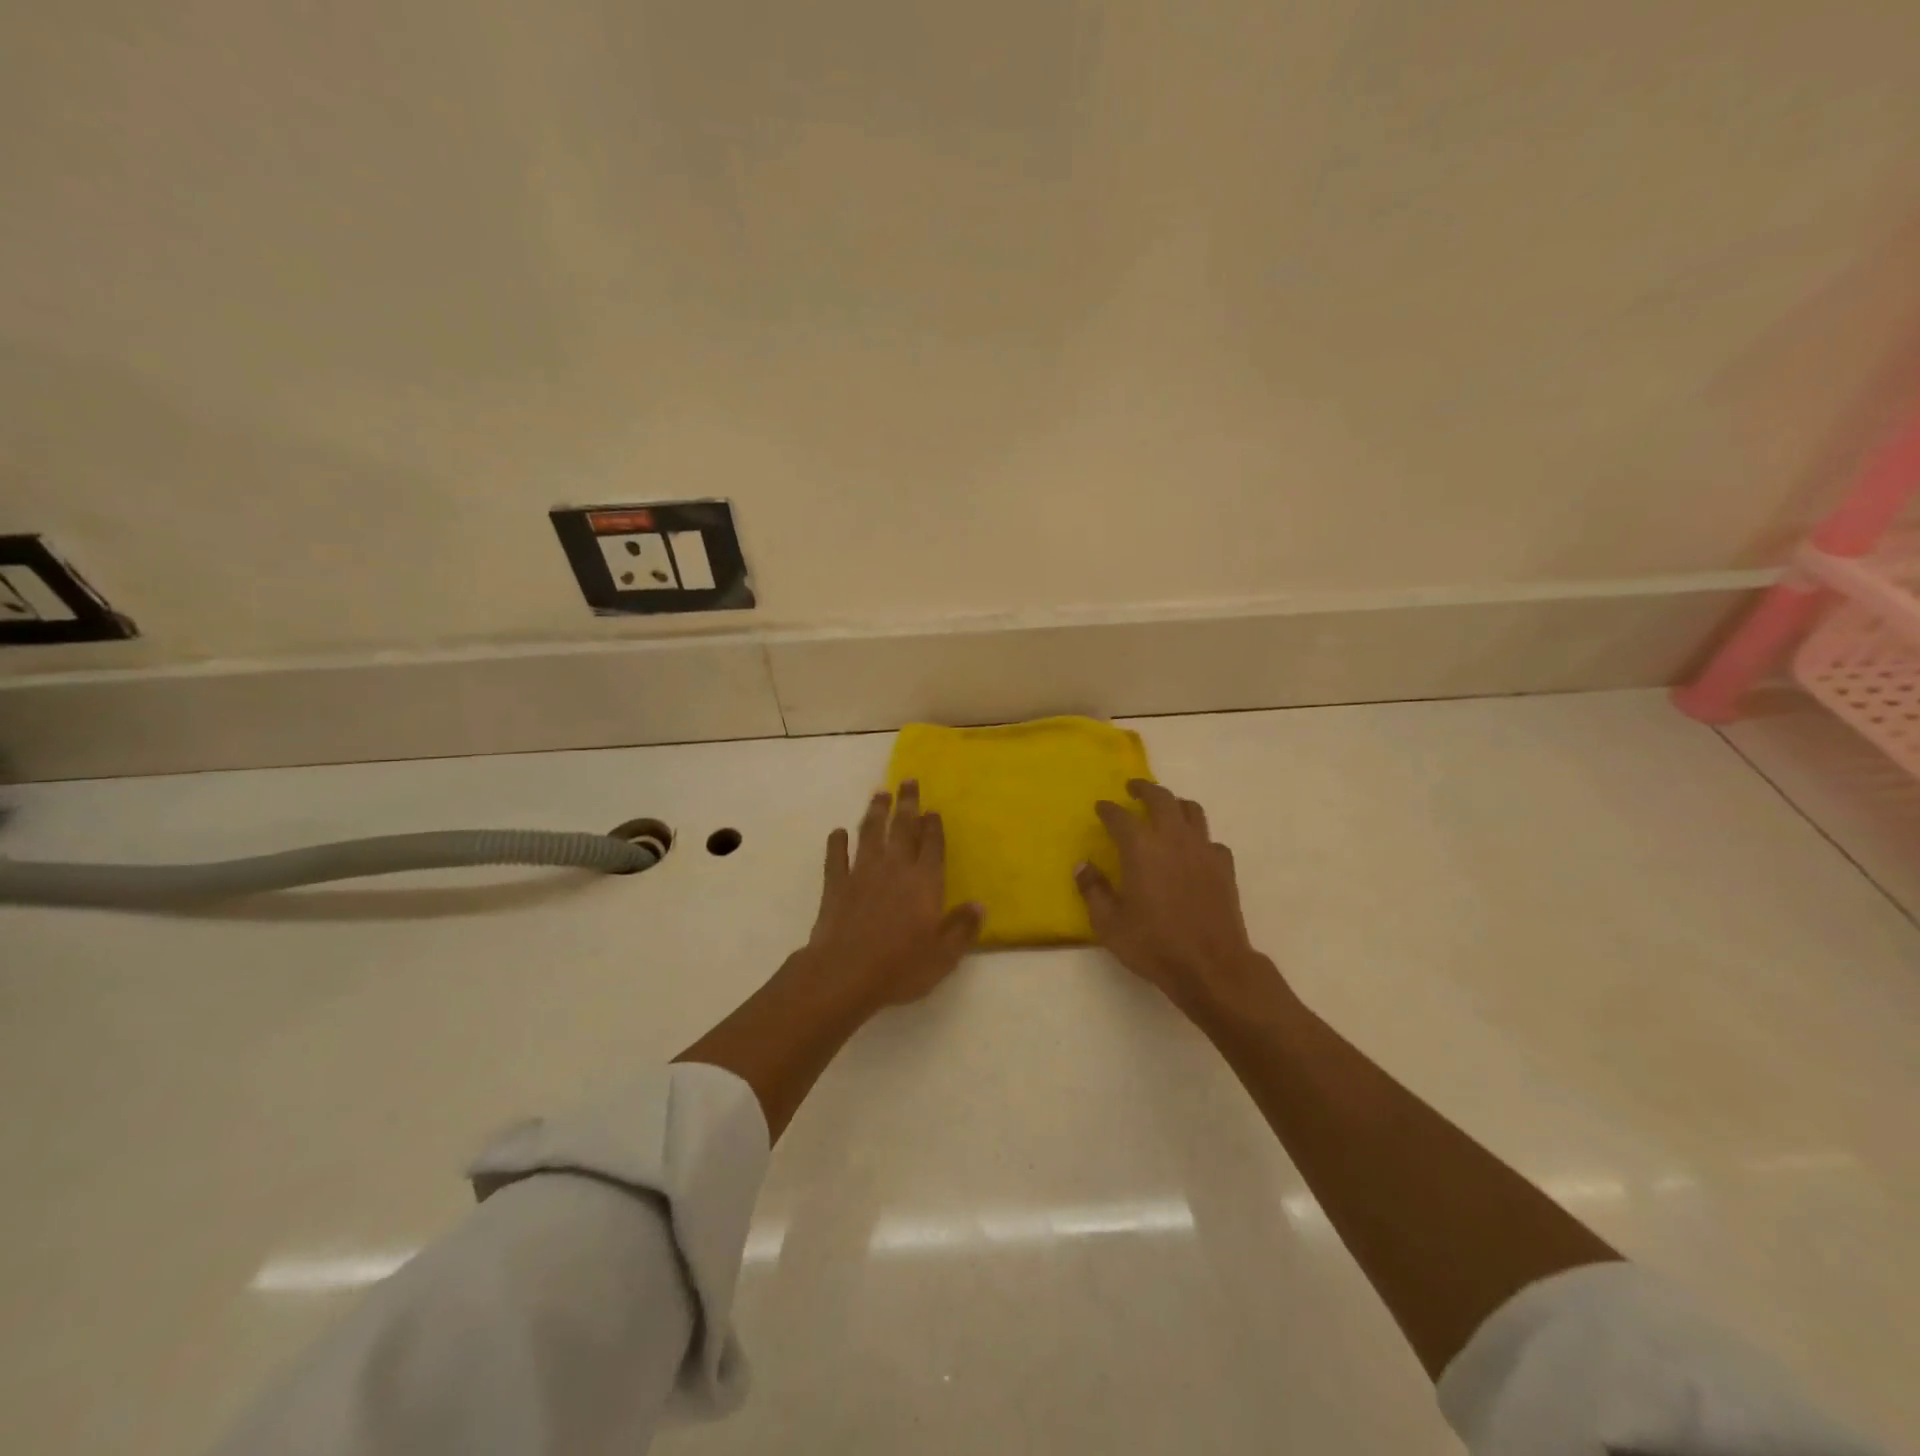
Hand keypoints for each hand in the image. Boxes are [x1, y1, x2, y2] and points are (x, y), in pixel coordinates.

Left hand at [802, 781, 983, 1015]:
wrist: (845, 972)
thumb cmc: (900, 966)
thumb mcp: (943, 955)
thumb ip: (962, 928)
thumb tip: (980, 905)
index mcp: (924, 882)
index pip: (932, 845)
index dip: (933, 826)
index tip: (933, 809)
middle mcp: (895, 868)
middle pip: (902, 828)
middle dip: (907, 804)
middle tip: (907, 780)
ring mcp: (862, 873)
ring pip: (870, 833)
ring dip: (875, 812)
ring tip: (879, 793)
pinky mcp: (836, 884)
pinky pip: (836, 857)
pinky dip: (837, 843)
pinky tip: (837, 833)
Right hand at [1075, 779, 1282, 1021]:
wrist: (1211, 965)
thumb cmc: (1154, 944)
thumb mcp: (1109, 923)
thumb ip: (1093, 890)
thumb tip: (1083, 866)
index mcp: (1140, 848)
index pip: (1120, 816)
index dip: (1108, 809)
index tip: (1101, 807)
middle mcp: (1173, 838)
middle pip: (1161, 798)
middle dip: (1144, 789)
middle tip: (1134, 788)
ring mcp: (1203, 850)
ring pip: (1192, 811)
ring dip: (1175, 804)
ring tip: (1166, 809)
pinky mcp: (1224, 866)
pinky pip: (1210, 840)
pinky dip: (1198, 838)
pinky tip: (1193, 851)